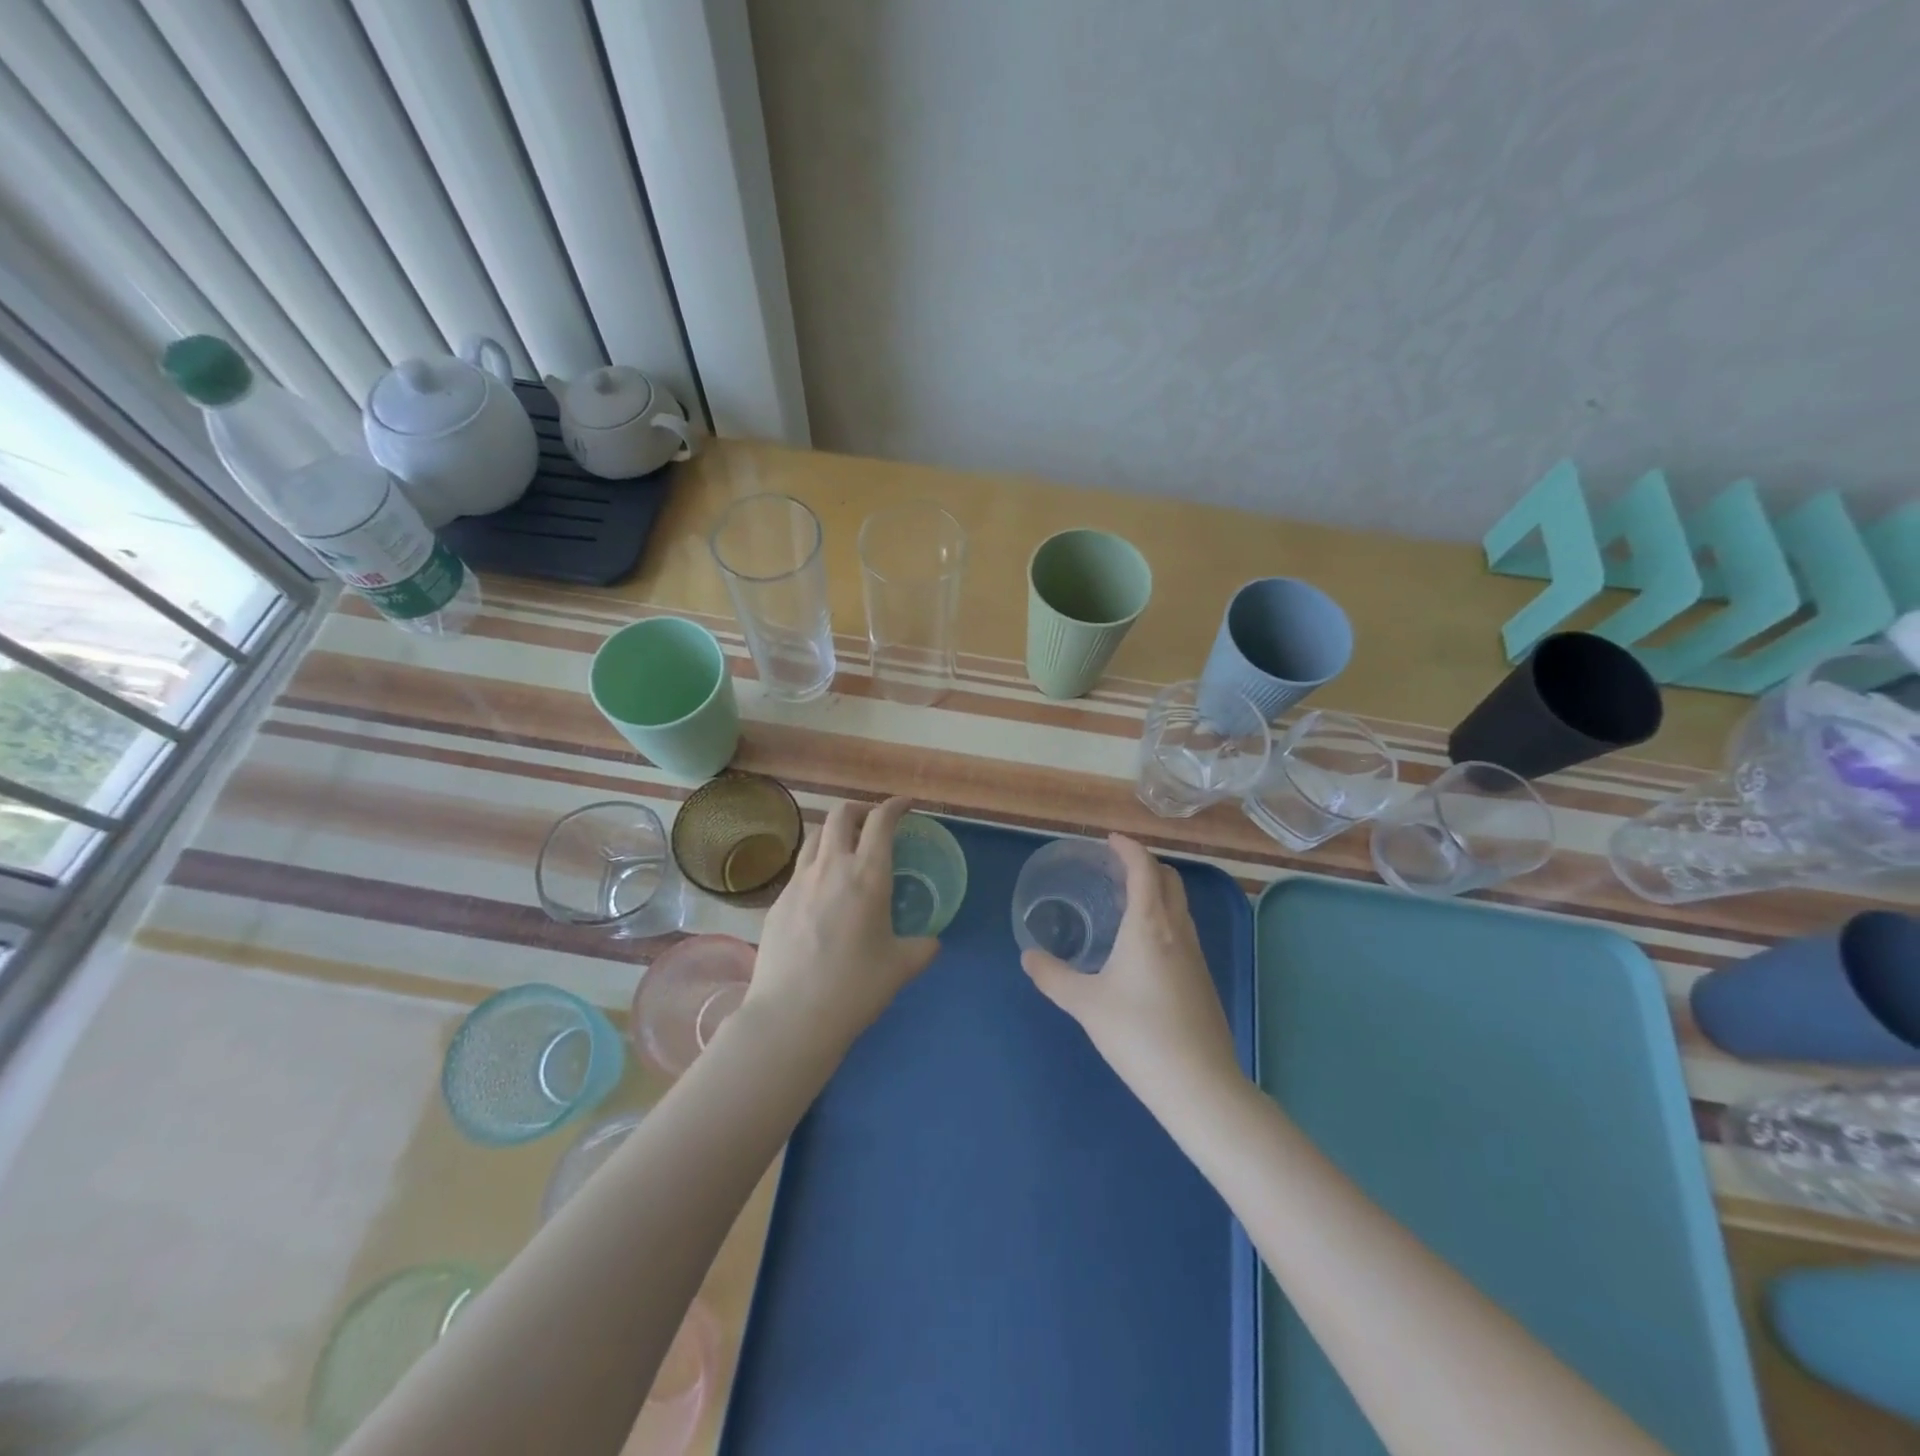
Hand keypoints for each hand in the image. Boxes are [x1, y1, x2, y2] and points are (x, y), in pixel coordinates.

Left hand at [742, 796, 940, 1051]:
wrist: (792, 1016)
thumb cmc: (855, 988)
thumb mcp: (901, 967)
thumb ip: (922, 948)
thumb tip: (932, 942)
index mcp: (867, 875)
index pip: (880, 821)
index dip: (894, 806)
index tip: (905, 806)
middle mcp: (831, 868)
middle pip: (840, 815)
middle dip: (860, 810)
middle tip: (873, 823)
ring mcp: (798, 882)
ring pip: (814, 837)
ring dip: (833, 833)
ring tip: (845, 849)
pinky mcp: (776, 902)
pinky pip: (799, 869)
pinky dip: (815, 864)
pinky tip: (821, 891)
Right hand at [1021, 834, 1240, 1102]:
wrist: (1199, 1084)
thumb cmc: (1138, 1033)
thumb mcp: (1085, 1003)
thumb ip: (1052, 976)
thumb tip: (1028, 956)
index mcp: (1150, 924)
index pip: (1144, 868)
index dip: (1128, 848)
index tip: (1110, 840)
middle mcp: (1178, 930)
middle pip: (1169, 879)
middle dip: (1144, 865)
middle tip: (1115, 869)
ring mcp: (1196, 955)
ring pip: (1180, 905)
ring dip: (1157, 891)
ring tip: (1126, 903)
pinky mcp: (1203, 979)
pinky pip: (1183, 930)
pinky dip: (1164, 918)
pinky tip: (1143, 948)